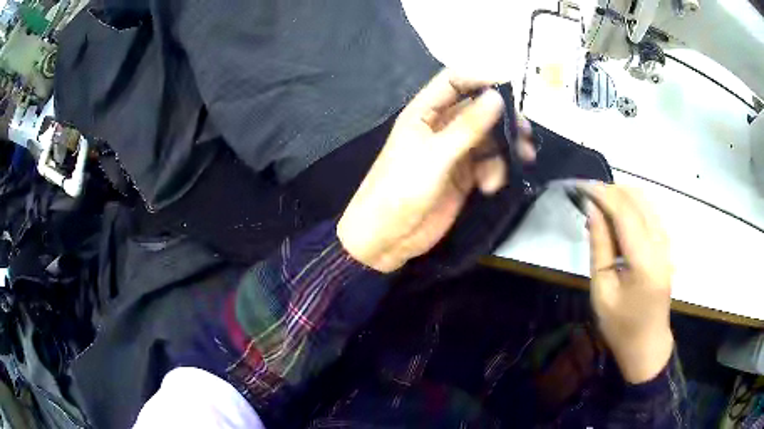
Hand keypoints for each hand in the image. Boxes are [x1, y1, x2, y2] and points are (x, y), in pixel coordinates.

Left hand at [337, 69, 534, 272]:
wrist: (386, 238)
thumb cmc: (401, 190)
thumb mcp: (435, 156)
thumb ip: (468, 127)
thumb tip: (497, 96)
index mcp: (424, 113)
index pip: (454, 81)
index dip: (481, 78)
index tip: (512, 86)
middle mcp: (440, 127)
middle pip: (478, 110)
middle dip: (503, 118)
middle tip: (526, 131)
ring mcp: (453, 152)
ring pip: (488, 138)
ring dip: (506, 147)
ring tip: (524, 158)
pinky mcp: (463, 176)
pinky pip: (487, 164)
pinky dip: (494, 172)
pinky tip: (490, 187)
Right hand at [587, 184, 673, 383]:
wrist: (648, 344)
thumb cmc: (621, 325)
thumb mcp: (602, 291)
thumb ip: (600, 247)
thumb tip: (593, 210)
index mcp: (645, 261)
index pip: (625, 212)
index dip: (603, 194)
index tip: (581, 186)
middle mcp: (661, 245)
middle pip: (638, 200)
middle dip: (612, 190)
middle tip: (588, 194)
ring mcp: (667, 244)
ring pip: (647, 202)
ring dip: (623, 195)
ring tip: (600, 204)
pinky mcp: (667, 246)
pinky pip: (651, 213)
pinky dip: (633, 205)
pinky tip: (618, 216)